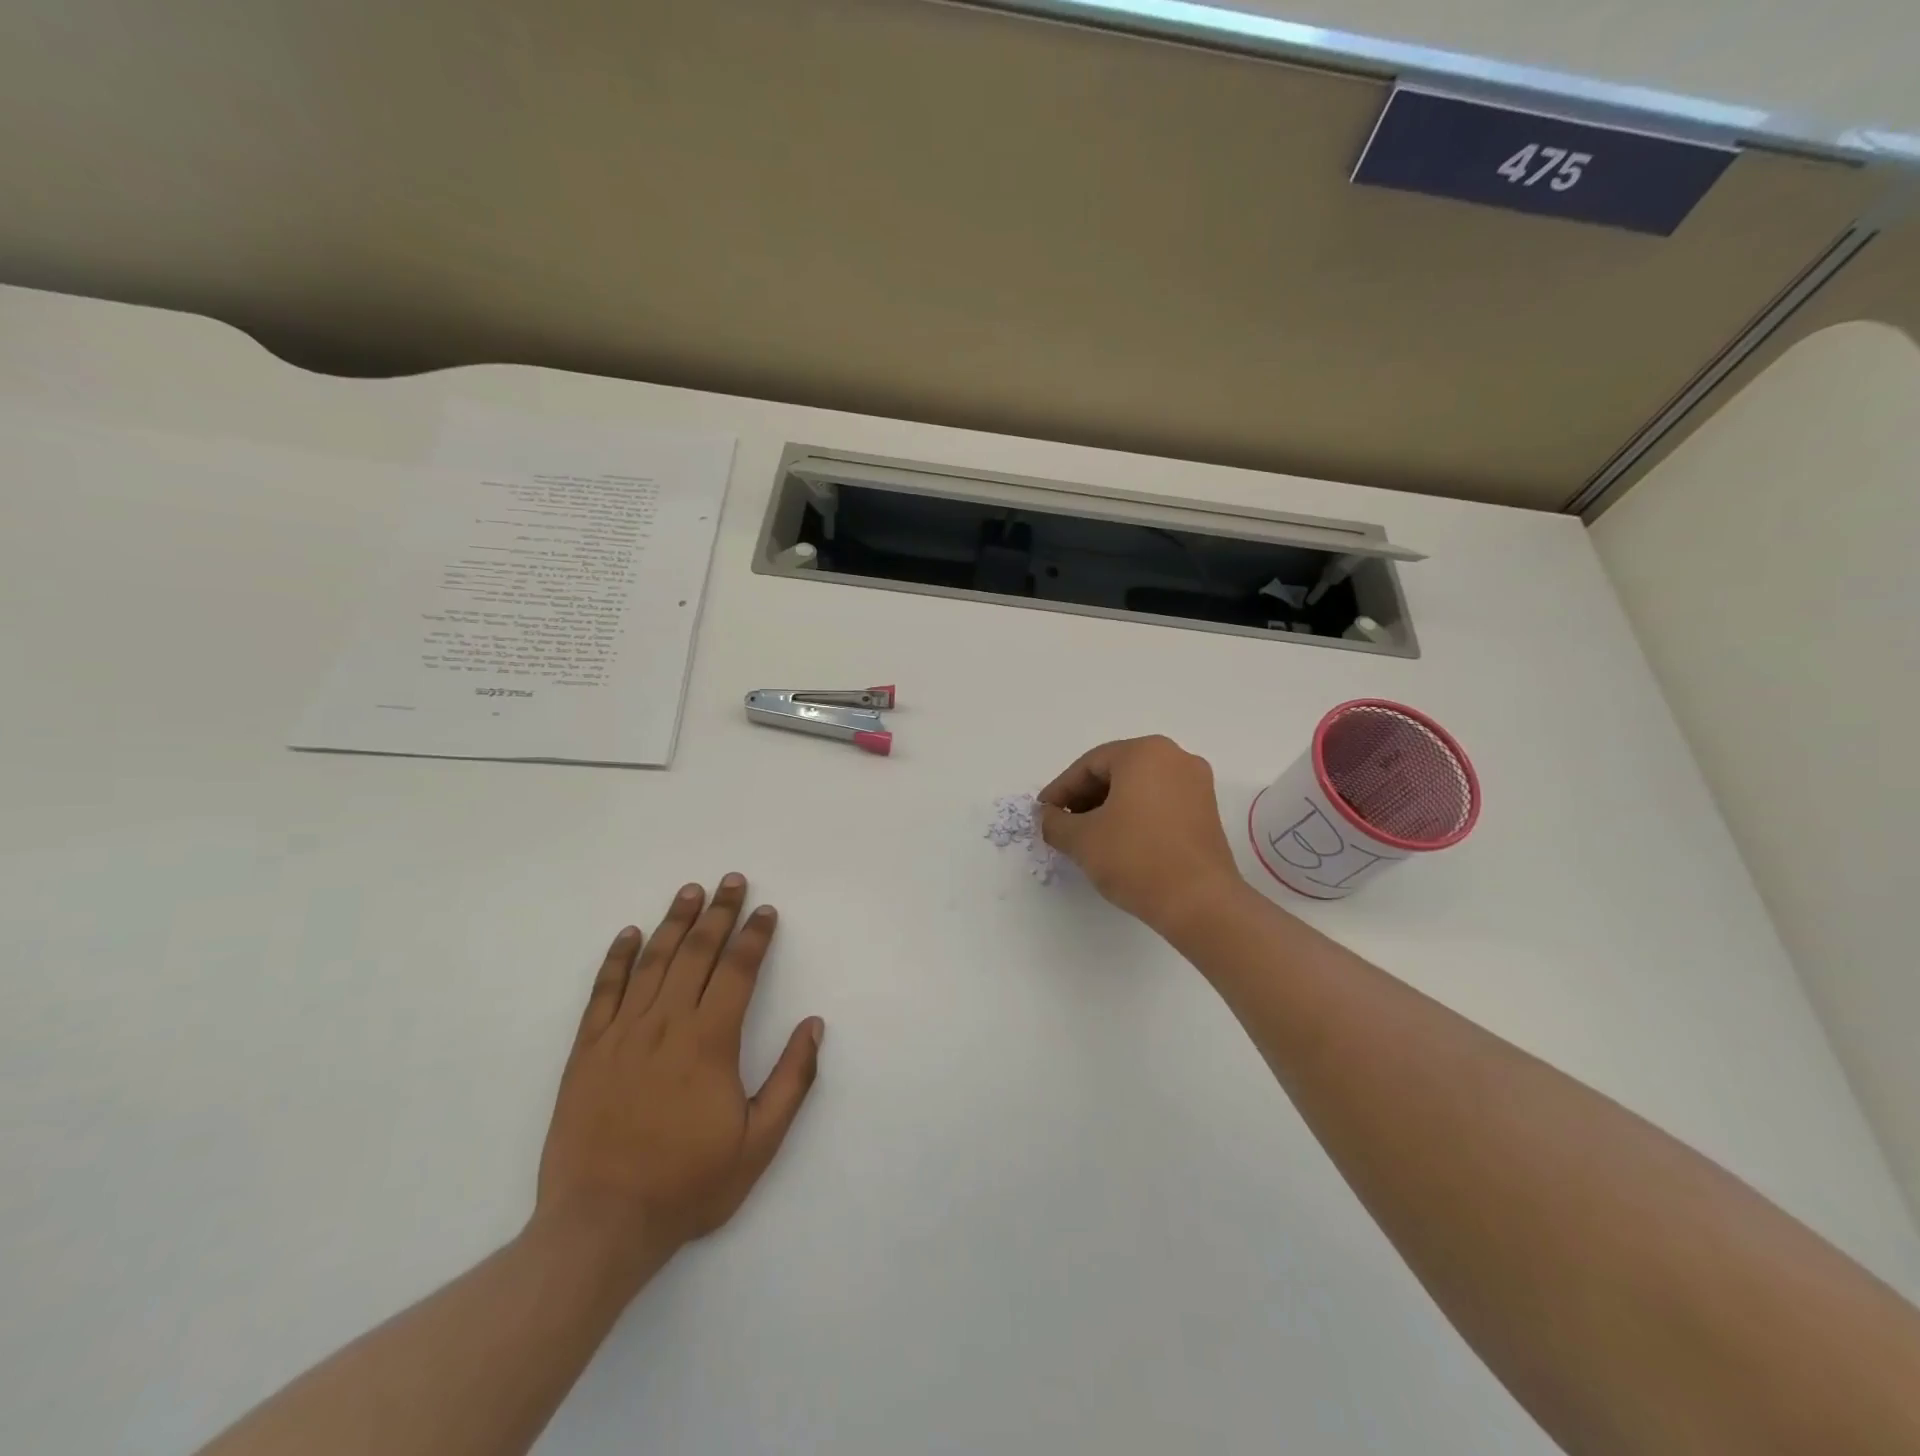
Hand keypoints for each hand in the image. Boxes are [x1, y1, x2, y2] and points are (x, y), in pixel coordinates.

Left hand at [534, 875, 823, 1278]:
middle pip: (696, 953)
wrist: (600, 1225)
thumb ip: (791, 1080)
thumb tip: (814, 1025)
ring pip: (652, 962)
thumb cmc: (687, 1184)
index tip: (766, 911)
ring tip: (690, 891)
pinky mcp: (587, 1051)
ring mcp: (622, 1034)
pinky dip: (617, 959)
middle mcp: (666, 1024)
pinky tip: (629, 934)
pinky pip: (603, 992)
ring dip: (674, 922)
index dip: (755, 937)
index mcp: (710, 1042)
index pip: (738, 971)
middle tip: (731, 881)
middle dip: (719, 913)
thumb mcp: (758, 1143)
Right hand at [1039, 735, 1244, 935]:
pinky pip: (1160, 803)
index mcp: (1145, 753)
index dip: (1060, 790)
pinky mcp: (1207, 812)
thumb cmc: (1135, 858)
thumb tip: (1047, 817)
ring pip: (1139, 788)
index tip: (1042, 814)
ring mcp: (1197, 784)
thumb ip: (1055, 822)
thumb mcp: (1081, 840)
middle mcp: (1176, 758)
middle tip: (1062, 825)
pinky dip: (1134, 816)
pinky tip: (1118, 842)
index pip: (1089, 765)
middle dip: (1085, 798)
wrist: (1199, 902)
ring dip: (1108, 808)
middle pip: (1116, 771)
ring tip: (1087, 837)